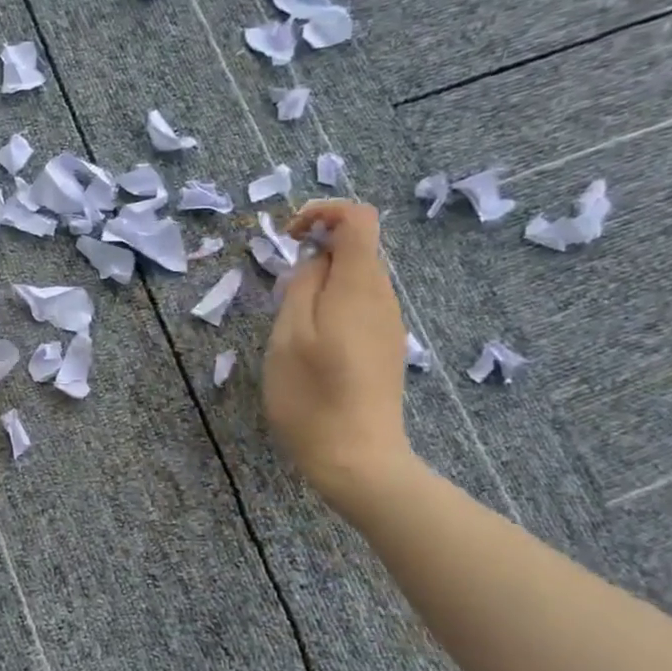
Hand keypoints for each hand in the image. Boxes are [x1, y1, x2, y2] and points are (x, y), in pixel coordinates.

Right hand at [263, 200, 413, 498]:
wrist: (357, 459)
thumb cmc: (311, 396)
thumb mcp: (289, 335)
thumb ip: (302, 285)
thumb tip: (315, 260)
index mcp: (359, 285)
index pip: (358, 216)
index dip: (323, 211)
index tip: (290, 236)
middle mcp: (383, 297)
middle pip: (358, 248)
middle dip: (317, 254)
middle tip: (282, 293)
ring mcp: (389, 325)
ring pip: (357, 280)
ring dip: (323, 286)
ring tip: (293, 328)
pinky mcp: (387, 349)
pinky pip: (361, 308)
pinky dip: (334, 309)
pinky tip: (315, 350)